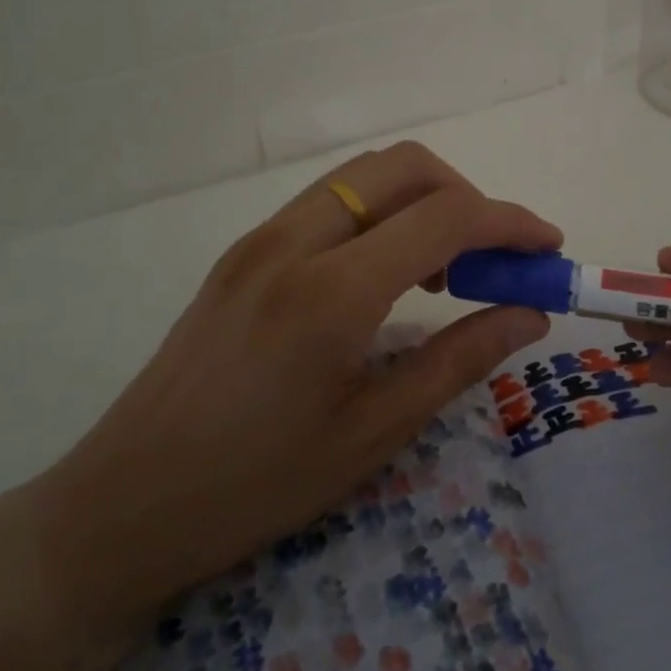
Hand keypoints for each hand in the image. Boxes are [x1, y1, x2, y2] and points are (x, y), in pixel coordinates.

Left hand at [23, 142, 557, 641]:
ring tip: (446, 268)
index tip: (547, 246)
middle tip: (493, 257)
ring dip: (421, 200)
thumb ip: (460, 359)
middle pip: (404, 166)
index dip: (510, 222)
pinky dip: (379, 213)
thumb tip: (528, 313)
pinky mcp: (242, 251)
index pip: (445, 217)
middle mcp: (294, 240)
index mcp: (332, 292)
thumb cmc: (257, 486)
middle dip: (466, 195)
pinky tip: (387, 273)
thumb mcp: (374, 433)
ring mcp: (260, 238)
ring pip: (363, 175)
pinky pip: (329, 202)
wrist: (123, 505)